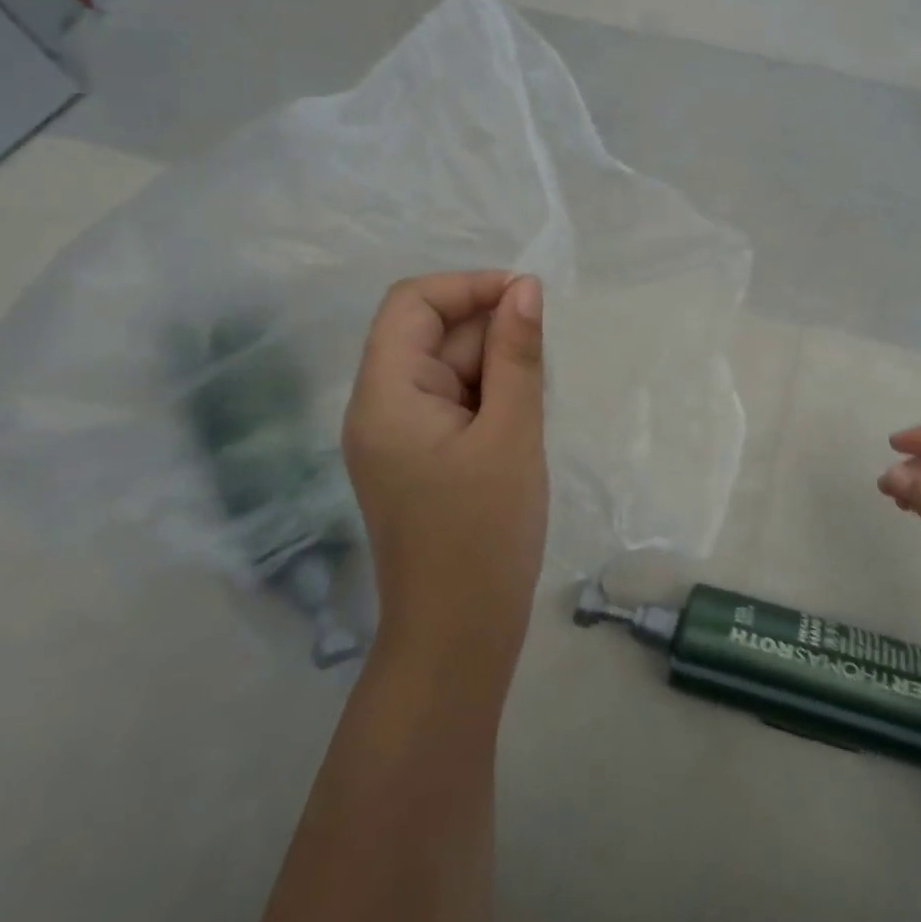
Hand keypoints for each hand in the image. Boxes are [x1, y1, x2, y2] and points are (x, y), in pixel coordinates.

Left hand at [343, 272, 547, 680]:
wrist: (458, 635)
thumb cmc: (485, 534)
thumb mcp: (512, 434)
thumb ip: (517, 355)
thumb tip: (525, 288)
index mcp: (385, 395)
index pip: (411, 304)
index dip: (468, 287)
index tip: (528, 298)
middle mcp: (378, 407)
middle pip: (429, 335)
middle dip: (488, 334)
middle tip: (542, 366)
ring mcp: (395, 436)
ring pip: (445, 370)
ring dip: (493, 369)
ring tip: (532, 406)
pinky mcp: (416, 459)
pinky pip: (450, 404)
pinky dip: (487, 399)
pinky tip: (519, 424)